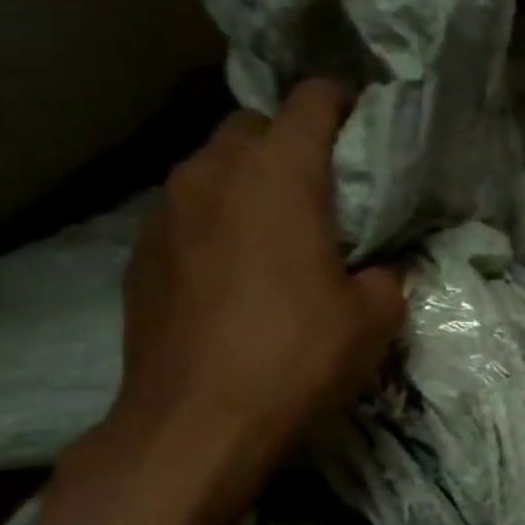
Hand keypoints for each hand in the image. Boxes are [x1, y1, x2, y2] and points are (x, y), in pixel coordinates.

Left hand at [113, 79, 405, 461]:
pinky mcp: (141, 251)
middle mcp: (214, 173)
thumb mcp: (375, 316)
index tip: (366, 120)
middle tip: (325, 184)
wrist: (196, 422)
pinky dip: (217, 219)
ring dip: (248, 179)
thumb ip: (384, 273)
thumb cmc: (298, 355)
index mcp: (279, 175)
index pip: (311, 102)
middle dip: (289, 139)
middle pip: (253, 125)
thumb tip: (373, 268)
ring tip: (280, 224)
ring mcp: (166, 210)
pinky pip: (188, 210)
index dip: (343, 101)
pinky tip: (237, 266)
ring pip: (212, 166)